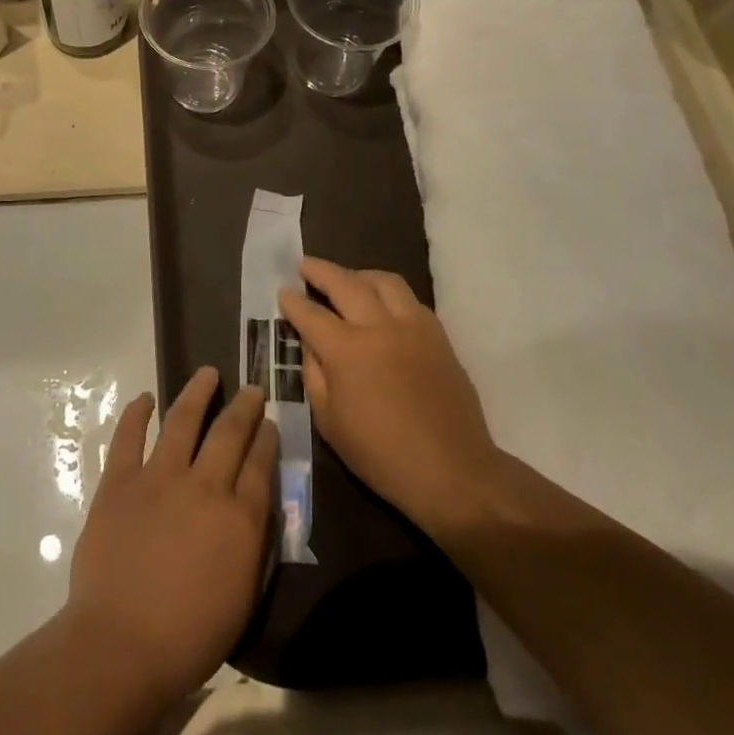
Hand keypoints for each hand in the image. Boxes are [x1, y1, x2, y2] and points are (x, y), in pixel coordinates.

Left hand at [65, 368, 276, 703]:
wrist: (121, 645)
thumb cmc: (189, 637)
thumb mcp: (243, 597)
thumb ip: (254, 546)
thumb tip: (257, 509)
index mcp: (239, 518)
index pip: (260, 464)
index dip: (266, 437)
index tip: (269, 421)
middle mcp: (204, 486)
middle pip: (229, 433)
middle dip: (244, 406)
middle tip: (251, 389)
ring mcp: (159, 478)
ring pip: (183, 420)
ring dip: (197, 393)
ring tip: (207, 373)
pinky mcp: (120, 482)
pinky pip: (129, 437)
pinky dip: (136, 414)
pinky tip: (145, 399)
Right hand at [279, 258, 500, 542]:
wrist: (451, 469)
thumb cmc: (380, 454)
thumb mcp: (329, 422)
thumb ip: (315, 374)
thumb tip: (310, 344)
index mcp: (346, 351)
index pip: (311, 314)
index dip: (293, 301)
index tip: (283, 291)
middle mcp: (378, 327)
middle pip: (345, 283)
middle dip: (321, 271)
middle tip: (305, 265)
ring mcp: (412, 326)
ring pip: (383, 281)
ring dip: (359, 274)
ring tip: (347, 279)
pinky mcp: (437, 335)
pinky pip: (410, 299)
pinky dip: (389, 293)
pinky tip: (382, 303)